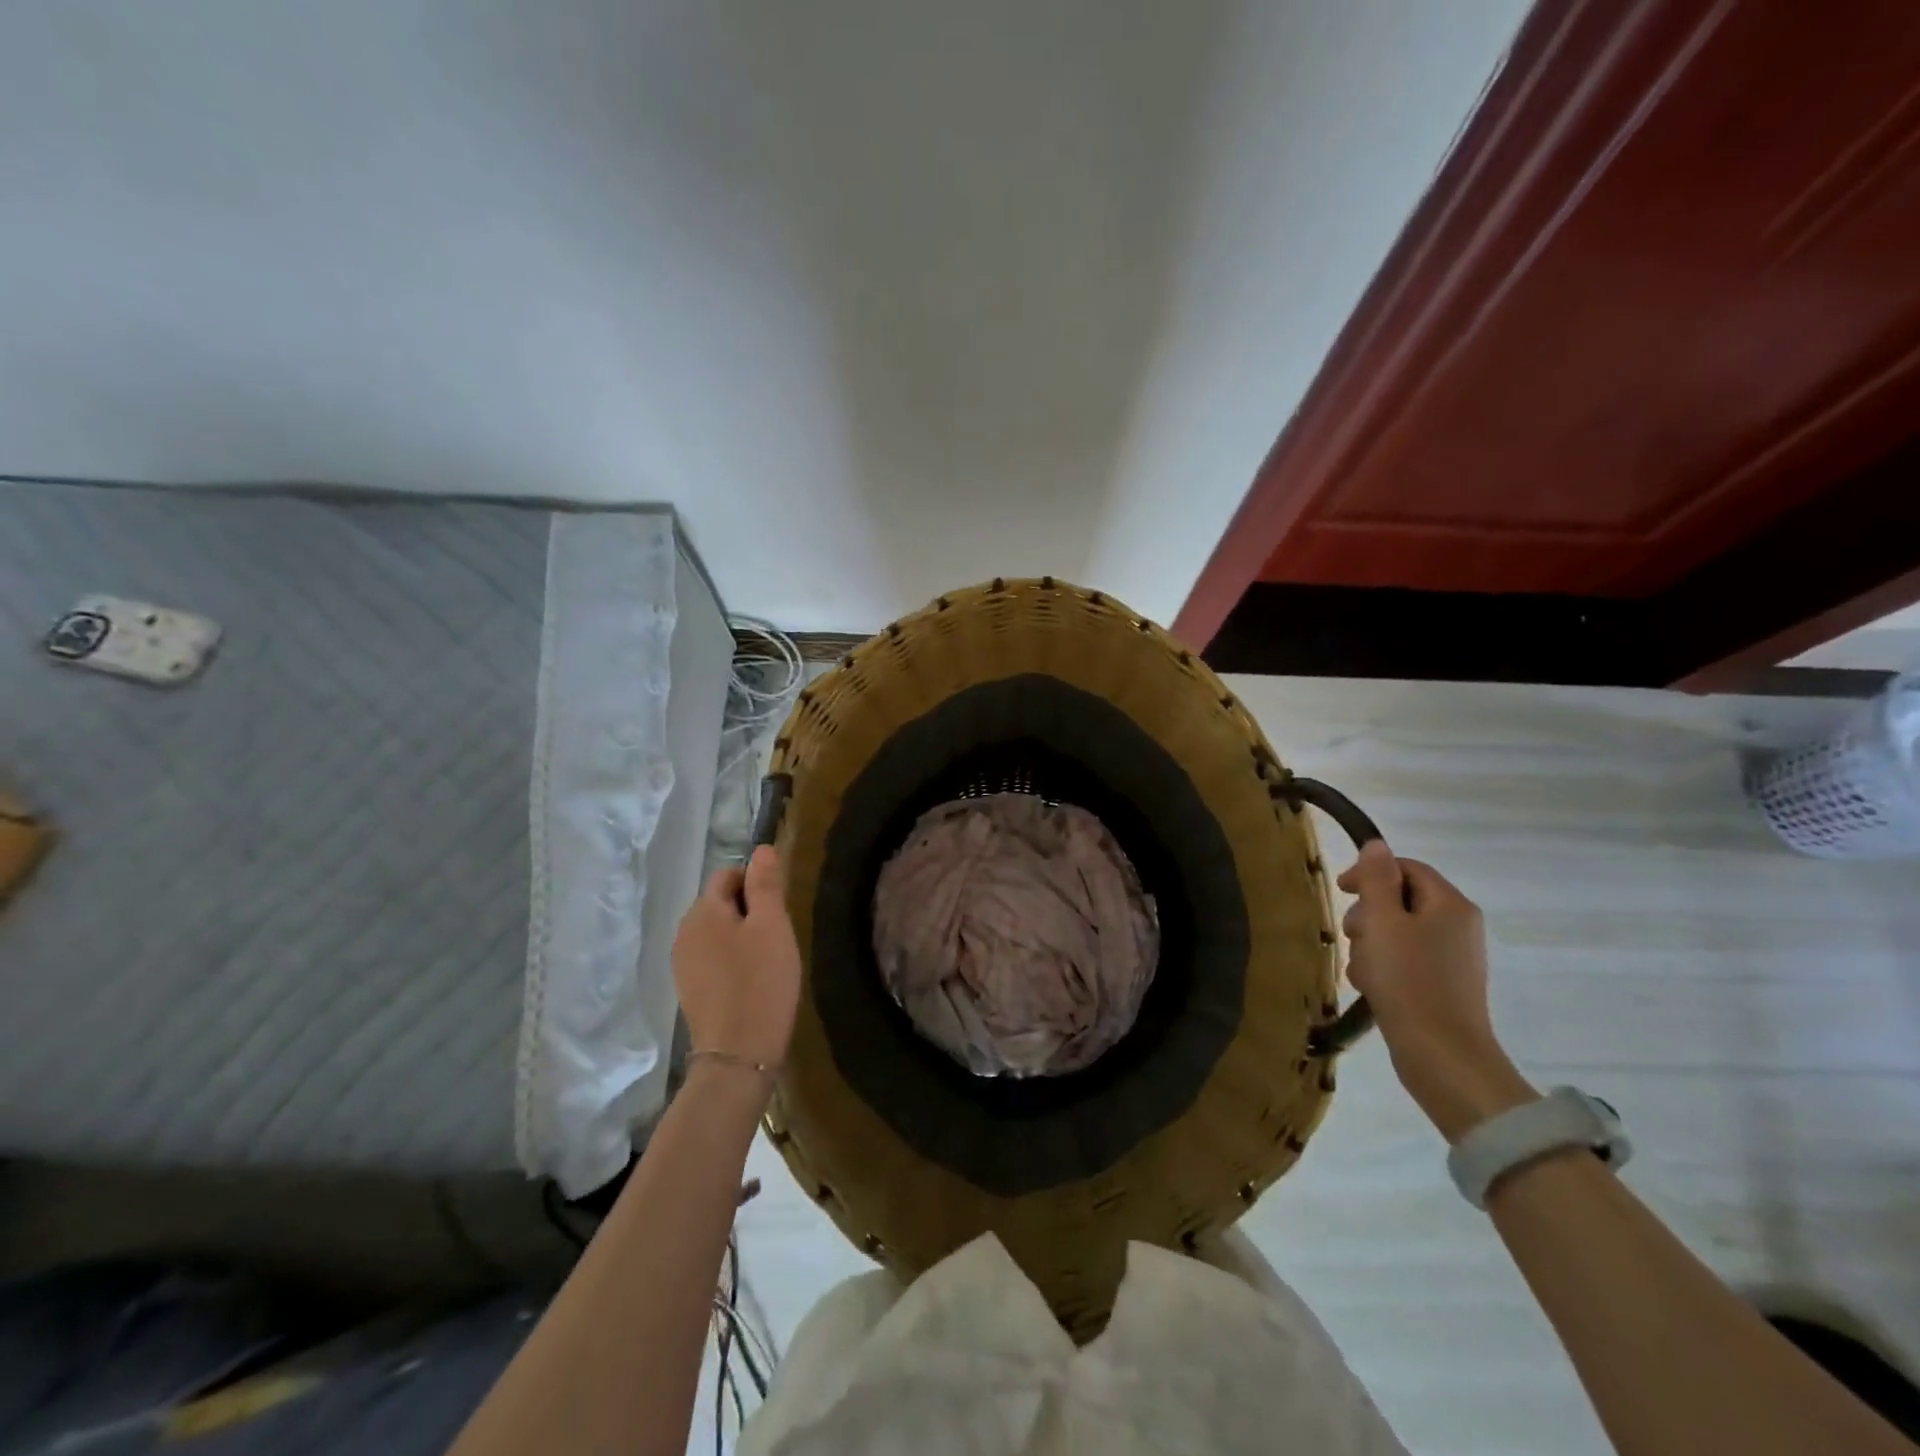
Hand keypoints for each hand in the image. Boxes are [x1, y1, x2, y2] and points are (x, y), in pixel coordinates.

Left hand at [672, 846, 801, 1070]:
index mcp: (702, 911)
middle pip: (720, 903)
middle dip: (749, 910)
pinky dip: (731, 959)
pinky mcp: (688, 988)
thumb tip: (761, 848)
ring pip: (717, 931)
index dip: (756, 883)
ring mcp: (682, 963)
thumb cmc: (761, 982)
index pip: (728, 874)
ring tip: (766, 960)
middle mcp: (684, 931)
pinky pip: (712, 957)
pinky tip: (750, 981)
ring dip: (741, 936)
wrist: (738, 1055)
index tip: (779, 910)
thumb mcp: (772, 926)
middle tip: (777, 937)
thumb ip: (765, 884)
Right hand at [1337, 842, 1534, 1142]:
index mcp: (1450, 905)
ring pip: (1397, 933)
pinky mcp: (1441, 986)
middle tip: (1352, 936)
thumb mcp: (1383, 922)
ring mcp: (1452, 959)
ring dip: (1370, 945)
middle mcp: (1458, 927)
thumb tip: (1377, 845)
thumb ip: (1377, 880)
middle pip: (1400, 900)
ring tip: (1361, 969)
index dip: (1371, 873)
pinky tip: (1370, 987)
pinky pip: (1404, 961)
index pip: (1407, 868)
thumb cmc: (1409, 981)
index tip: (1341, 890)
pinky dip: (1382, 968)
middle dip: (1368, 915)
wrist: (1442, 1056)